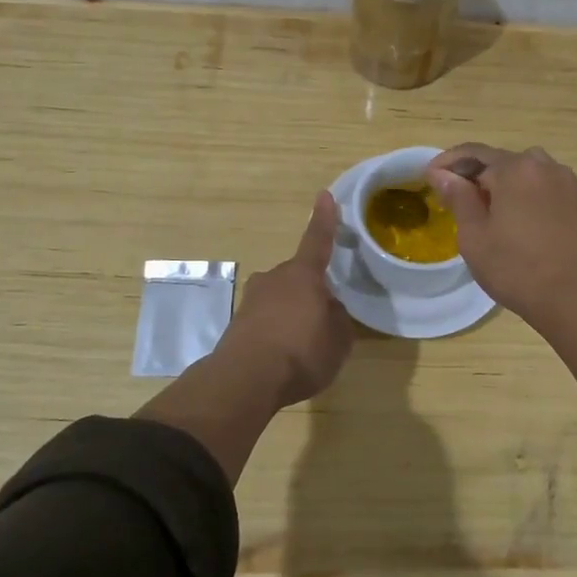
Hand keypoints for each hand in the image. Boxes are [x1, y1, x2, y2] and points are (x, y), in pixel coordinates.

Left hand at [220, 191, 354, 408]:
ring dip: (291, 314)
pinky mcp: (237, 323)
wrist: (245, 380)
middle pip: (298, 278)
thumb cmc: (301, 352)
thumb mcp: (338, 340)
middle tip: (323, 321)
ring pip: (280, 299)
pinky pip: (266, 321)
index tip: (324, 196)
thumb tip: (329, 309)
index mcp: (303, 275)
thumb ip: (338, 319)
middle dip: (310, 292)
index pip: (318, 240)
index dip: (324, 220)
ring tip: (302, 345)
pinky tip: (282, 356)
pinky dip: (276, 332)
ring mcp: (252, 300)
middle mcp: (275, 278)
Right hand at [425, 144, 576, 331]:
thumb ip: (458, 198)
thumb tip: (441, 174)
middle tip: (456, 197)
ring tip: (487, 209)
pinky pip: (545, 188)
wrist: (576, 298)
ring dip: (503, 184)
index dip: (448, 162)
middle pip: (502, 161)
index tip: (429, 176)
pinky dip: (526, 195)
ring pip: (527, 173)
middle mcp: (545, 166)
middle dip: (476, 174)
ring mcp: (568, 183)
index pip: (474, 152)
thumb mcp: (475, 236)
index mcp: (516, 169)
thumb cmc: (516, 268)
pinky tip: (518, 220)